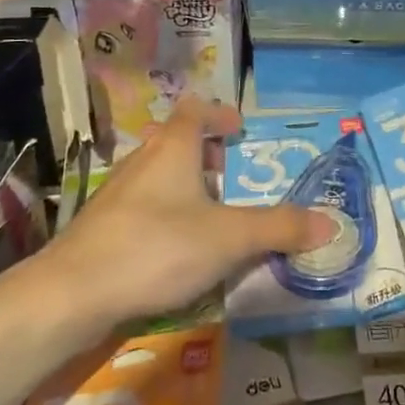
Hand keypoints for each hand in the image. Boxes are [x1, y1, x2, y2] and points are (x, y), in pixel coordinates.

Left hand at [45, 98, 337, 331]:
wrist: (72, 293)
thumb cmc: (157, 247)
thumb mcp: (229, 237)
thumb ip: (279, 228)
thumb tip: (331, 222)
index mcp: (172, 148)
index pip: (195, 110)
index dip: (218, 114)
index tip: (239, 129)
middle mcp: (142, 160)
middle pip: (174, 141)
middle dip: (204, 153)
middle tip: (229, 174)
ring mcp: (116, 193)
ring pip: (156, 175)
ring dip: (183, 185)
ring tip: (207, 214)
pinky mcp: (100, 226)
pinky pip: (141, 206)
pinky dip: (163, 214)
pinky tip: (173, 249)